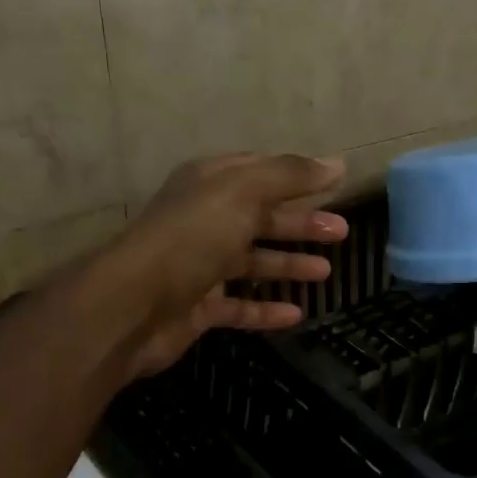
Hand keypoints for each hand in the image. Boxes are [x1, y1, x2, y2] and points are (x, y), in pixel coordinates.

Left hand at [104, 153, 348, 377]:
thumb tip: (338, 163)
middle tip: (341, 232)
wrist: (135, 304)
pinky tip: (296, 314)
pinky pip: (240, 307)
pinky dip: (266, 310)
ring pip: (252, 263)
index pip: (260, 173)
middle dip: (301, 224)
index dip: (297, 176)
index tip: (335, 185)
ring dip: (288, 265)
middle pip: (261, 218)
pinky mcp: (199, 307)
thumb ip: (290, 176)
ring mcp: (200, 267)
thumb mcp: (243, 193)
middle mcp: (205, 221)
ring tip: (326, 272)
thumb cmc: (191, 238)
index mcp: (210, 184)